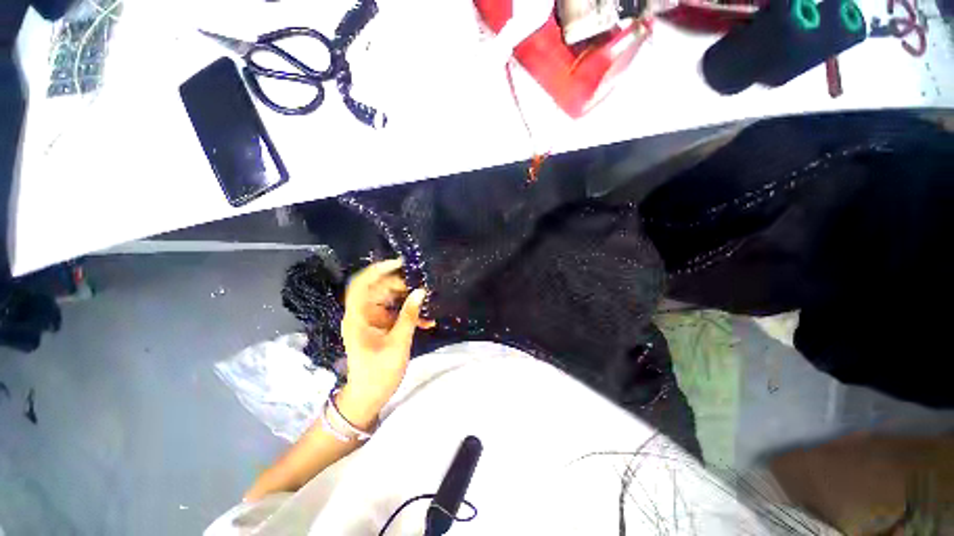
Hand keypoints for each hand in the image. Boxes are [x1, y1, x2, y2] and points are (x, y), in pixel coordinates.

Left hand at [338, 259, 432, 423]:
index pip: (362, 284)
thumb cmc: (379, 372)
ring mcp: (372, 320)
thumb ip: (409, 316)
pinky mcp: (380, 327)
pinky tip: (426, 321)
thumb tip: (421, 292)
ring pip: (390, 300)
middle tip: (424, 286)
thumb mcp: (398, 343)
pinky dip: (409, 314)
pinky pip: (395, 313)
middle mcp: (362, 314)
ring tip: (428, 301)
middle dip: (402, 286)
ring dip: (409, 300)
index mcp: (358, 316)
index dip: (378, 269)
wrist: (368, 397)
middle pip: (379, 289)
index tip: (400, 263)